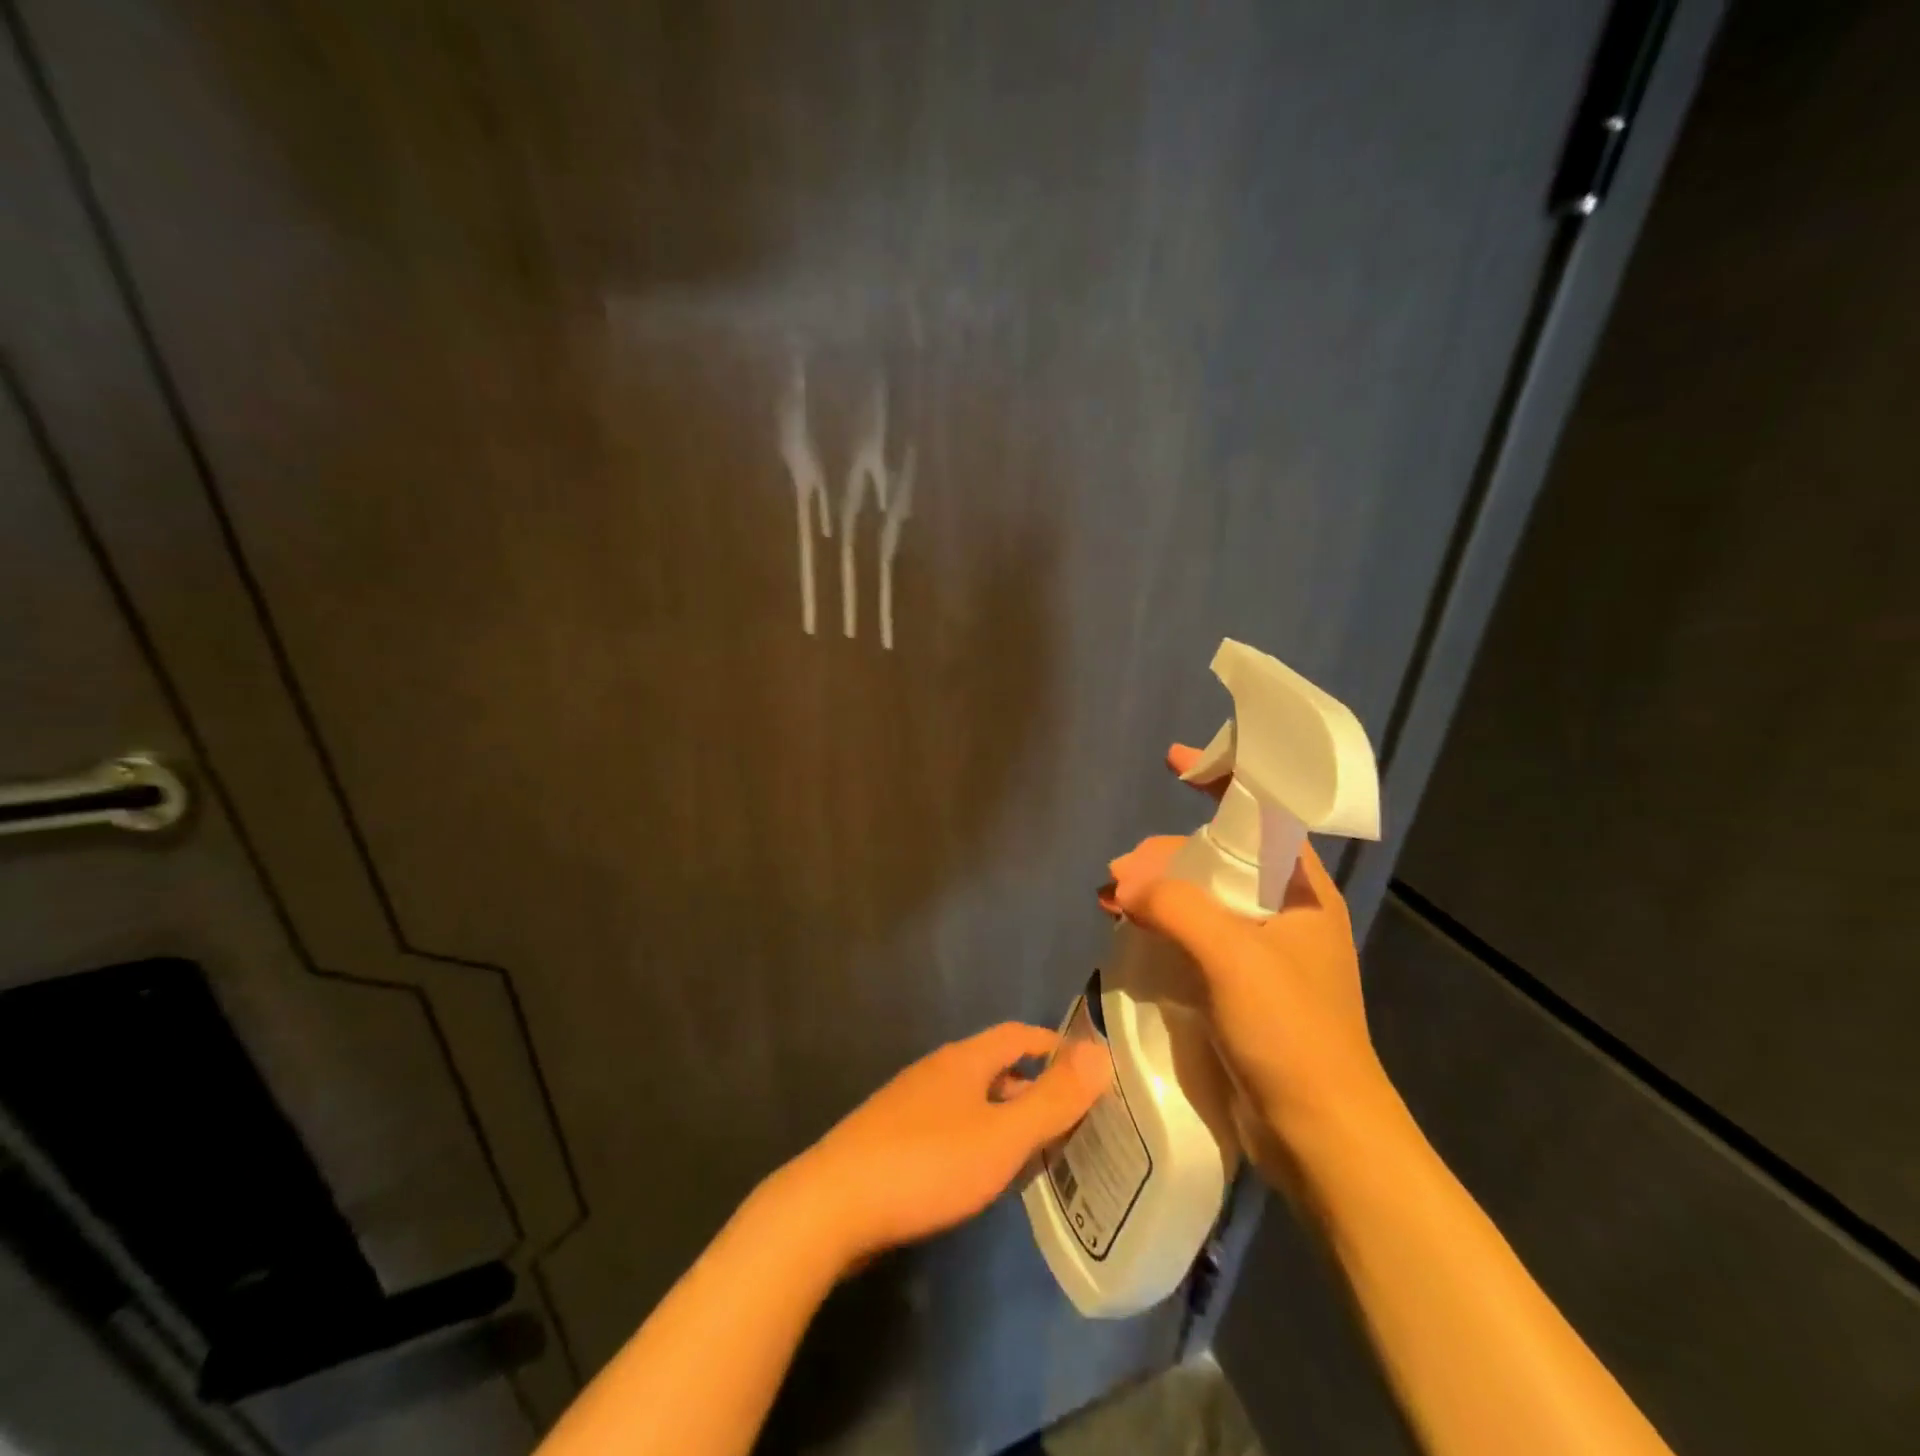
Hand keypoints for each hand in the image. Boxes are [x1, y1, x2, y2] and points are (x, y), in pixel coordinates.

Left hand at [776, 1024, 1109, 1272]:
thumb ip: (1053, 1099)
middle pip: (995, 1067)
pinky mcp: (891, 1139)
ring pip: (971, 1100)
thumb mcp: (1002, 1135)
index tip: (1087, 1071)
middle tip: (1071, 1121)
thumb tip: (1101, 1052)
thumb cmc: (928, 1163)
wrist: (833, 1204)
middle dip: (1033, 1088)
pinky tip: (981, 1175)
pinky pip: (949, 1127)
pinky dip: (977, 1140)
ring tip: (1036, 1153)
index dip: (1054, 1047)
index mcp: (964, 1060)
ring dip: (1005, 1117)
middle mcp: (937, 1071)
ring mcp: (909, 1105)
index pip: (1018, 1035)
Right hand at [1101, 745, 1396, 1176]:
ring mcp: (1258, 953)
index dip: (1222, 779)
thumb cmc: (1292, 1034)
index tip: (1174, 762)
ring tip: (1111, 900)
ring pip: (1198, 898)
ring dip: (1155, 891)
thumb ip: (1178, 906)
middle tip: (1121, 873)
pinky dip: (1157, 926)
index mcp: (1302, 892)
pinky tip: (1125, 929)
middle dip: (1167, 854)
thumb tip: (1125, 881)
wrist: (1320, 1138)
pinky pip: (1190, 937)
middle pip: (1218, 858)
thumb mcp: (1235, 957)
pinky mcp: (1235, 988)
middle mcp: (1283, 914)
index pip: (1263, 815)